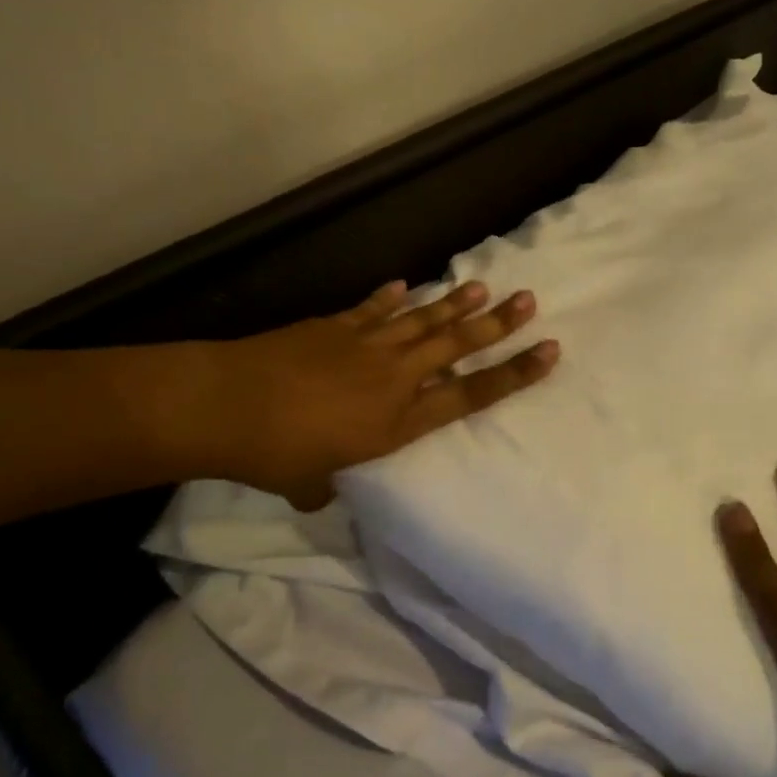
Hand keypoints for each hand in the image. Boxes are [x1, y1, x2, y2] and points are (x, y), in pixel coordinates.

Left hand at [199, 280, 557, 508]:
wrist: (229, 404)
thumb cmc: (275, 454)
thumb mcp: (311, 484)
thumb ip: (327, 485)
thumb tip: (321, 491)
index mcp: (398, 421)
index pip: (470, 395)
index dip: (512, 374)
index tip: (547, 352)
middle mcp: (394, 378)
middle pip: (456, 347)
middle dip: (497, 325)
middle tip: (529, 301)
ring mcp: (366, 346)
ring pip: (422, 320)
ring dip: (454, 304)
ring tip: (483, 287)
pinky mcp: (336, 326)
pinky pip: (373, 309)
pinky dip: (390, 297)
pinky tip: (406, 285)